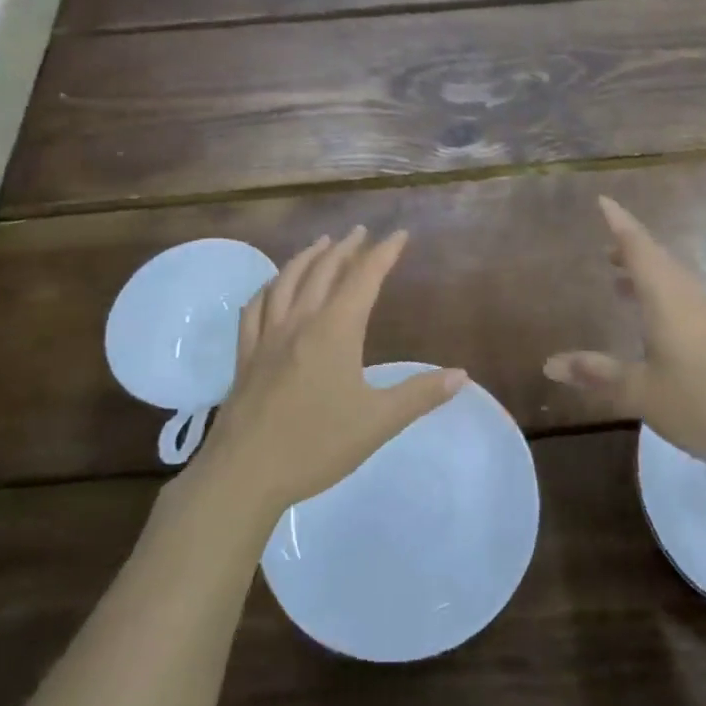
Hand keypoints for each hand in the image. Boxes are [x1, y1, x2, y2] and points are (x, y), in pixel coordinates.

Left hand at [200, 227, 463, 517]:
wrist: (244, 473)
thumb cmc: (316, 446)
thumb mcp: (377, 422)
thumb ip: (419, 395)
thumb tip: (461, 375)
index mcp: (334, 330)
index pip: (364, 278)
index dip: (383, 253)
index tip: (399, 234)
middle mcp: (300, 322)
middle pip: (323, 271)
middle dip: (345, 248)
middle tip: (359, 231)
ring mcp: (267, 337)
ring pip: (286, 282)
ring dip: (306, 258)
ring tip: (320, 244)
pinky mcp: (245, 355)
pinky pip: (255, 308)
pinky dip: (268, 288)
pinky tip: (271, 289)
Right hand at [544, 196, 705, 479]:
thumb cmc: (701, 405)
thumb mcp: (641, 392)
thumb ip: (597, 374)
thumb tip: (549, 363)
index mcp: (668, 298)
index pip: (639, 247)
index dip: (620, 223)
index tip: (603, 201)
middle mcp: (692, 297)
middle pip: (659, 259)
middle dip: (631, 249)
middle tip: (605, 247)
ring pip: (675, 280)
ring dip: (648, 273)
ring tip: (621, 279)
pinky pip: (687, 300)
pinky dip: (663, 295)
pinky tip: (655, 322)